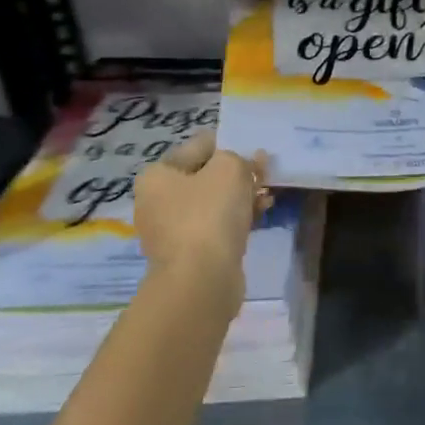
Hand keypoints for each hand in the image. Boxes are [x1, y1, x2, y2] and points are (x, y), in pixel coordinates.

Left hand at [134, 132, 269, 313]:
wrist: (201, 280)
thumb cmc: (209, 214)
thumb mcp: (229, 169)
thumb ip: (240, 158)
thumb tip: (248, 162)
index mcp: (157, 176)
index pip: (198, 147)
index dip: (228, 144)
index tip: (254, 150)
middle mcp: (157, 202)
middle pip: (205, 176)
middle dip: (237, 173)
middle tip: (264, 173)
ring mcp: (172, 231)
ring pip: (213, 203)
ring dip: (241, 196)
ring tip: (267, 195)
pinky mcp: (189, 254)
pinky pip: (216, 227)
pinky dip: (237, 219)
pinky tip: (261, 214)